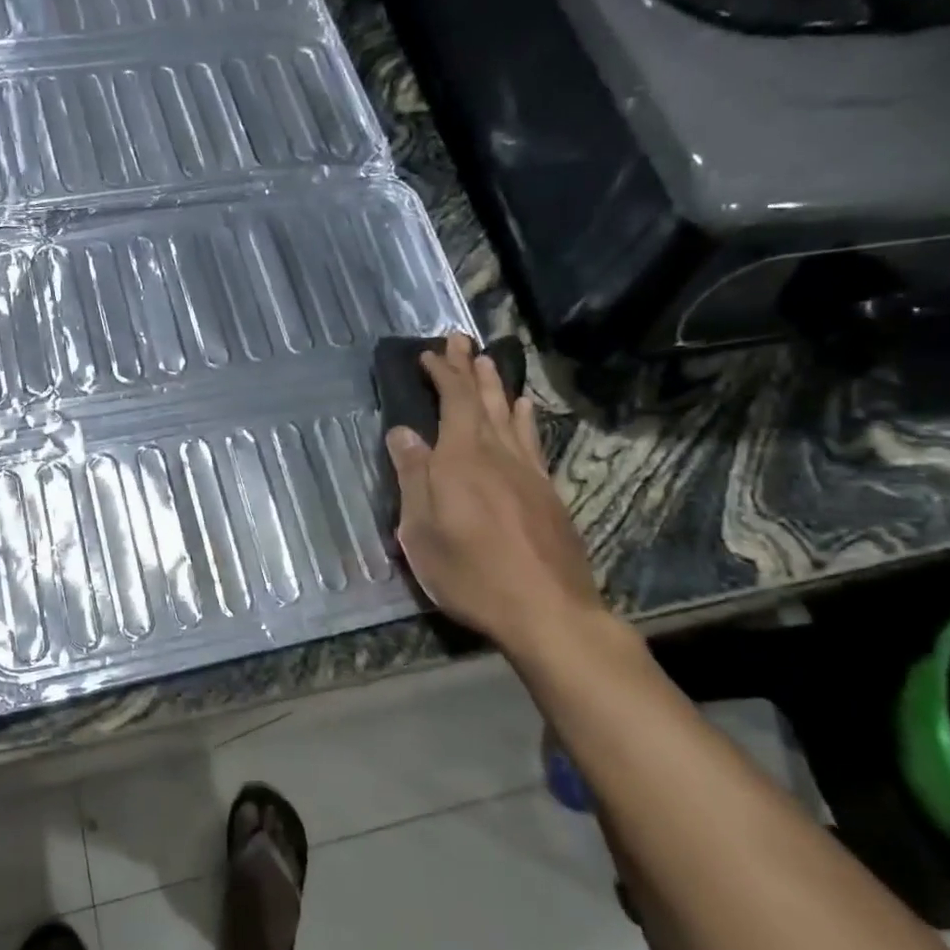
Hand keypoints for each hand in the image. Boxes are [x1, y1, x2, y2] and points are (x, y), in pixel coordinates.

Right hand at [385, 334, 609, 663]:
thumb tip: (402, 431)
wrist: (547, 610)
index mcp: (460, 459)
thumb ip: (413, 476)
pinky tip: (524, 410)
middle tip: (460, 339)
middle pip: (483, 400)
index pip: (453, 400)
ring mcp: (527, 472)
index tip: (429, 352)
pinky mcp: (546, 492)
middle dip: (469, 368)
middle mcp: (496, 454)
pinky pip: (532, 440)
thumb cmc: (470, 573)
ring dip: (496, 385)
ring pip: (509, 415)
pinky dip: (525, 419)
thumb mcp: (421, 530)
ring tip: (488, 362)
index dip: (442, 373)